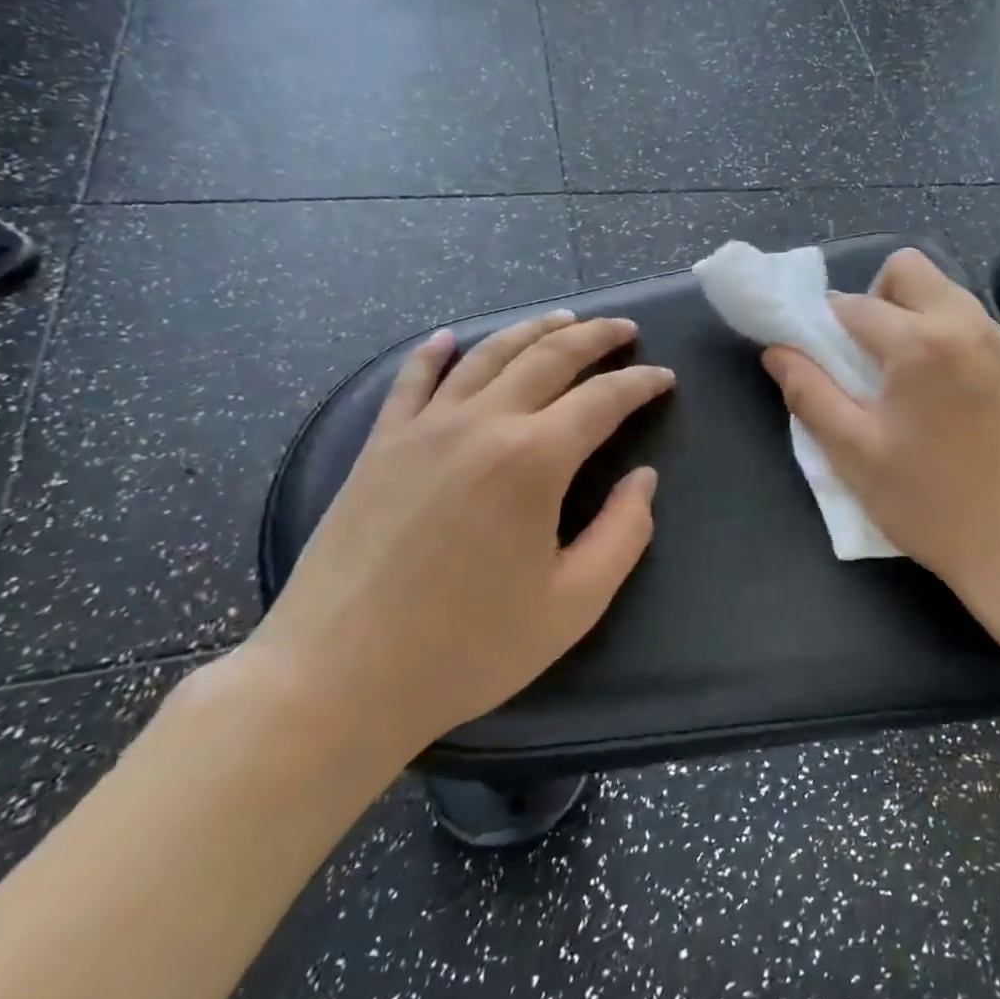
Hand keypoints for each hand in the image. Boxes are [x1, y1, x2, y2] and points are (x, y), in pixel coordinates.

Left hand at [247, 311, 673, 761]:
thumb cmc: (468, 648)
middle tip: (623, 329)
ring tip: (562, 320)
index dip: (640, 382)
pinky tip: (450, 338)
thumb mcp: (574, 604)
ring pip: (487, 355)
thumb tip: (643, 480)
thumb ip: (624, 534)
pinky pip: (412, 381)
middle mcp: (481, 424)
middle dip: (594, 337)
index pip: (602, 399)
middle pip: (547, 357)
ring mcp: (423, 429)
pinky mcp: (379, 446)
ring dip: (531, 330)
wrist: (335, 678)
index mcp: (534, 460)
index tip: (664, 378)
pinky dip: (436, 353)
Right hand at [762, 249, 999, 601]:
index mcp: (919, 344)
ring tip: (906, 377)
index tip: (822, 358)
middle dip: (876, 298)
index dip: (826, 326)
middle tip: (868, 356)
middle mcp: (965, 324)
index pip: (854, 305)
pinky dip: (948, 337)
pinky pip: (974, 324)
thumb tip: (777, 351)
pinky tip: (947, 394)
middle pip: (908, 269)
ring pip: (945, 292)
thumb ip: (810, 393)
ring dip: (913, 315)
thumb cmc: (931, 503)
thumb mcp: (854, 454)